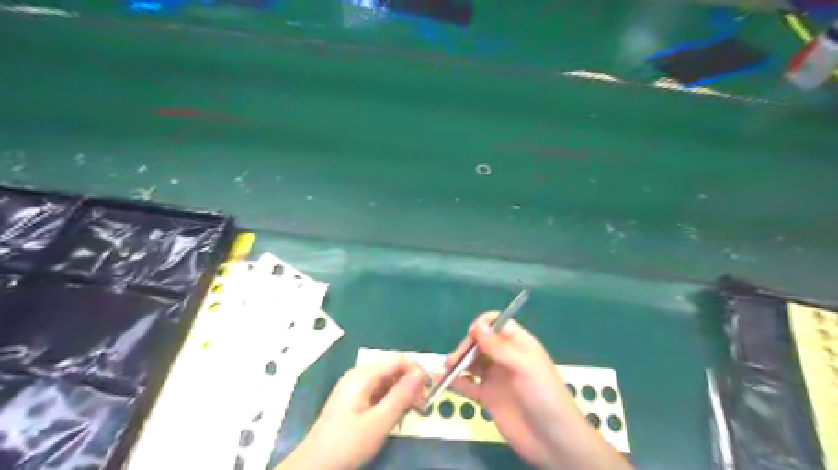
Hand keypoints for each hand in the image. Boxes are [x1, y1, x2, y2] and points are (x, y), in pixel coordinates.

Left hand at [277, 355, 427, 469]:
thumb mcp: (379, 422)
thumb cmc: (347, 444)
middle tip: (421, 407)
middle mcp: (358, 375)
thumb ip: (401, 395)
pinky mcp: (352, 399)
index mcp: (363, 375)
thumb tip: (421, 373)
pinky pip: (377, 391)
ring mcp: (354, 387)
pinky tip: (393, 417)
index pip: (397, 359)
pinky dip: (389, 400)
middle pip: (392, 369)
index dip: (416, 370)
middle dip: (410, 383)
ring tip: (409, 414)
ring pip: (386, 381)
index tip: (429, 390)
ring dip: (401, 393)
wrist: (314, 467)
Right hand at [448, 311, 631, 469]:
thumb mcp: (524, 367)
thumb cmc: (545, 396)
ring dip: (458, 362)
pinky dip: (455, 381)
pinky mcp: (488, 397)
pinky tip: (443, 380)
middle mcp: (505, 358)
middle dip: (467, 346)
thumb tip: (477, 325)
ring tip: (446, 367)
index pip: (497, 324)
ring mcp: (496, 378)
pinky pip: (468, 385)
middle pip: (480, 342)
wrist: (553, 441)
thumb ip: (499, 347)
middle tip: (455, 359)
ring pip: (472, 362)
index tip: (472, 335)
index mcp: (519, 344)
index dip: (483, 326)